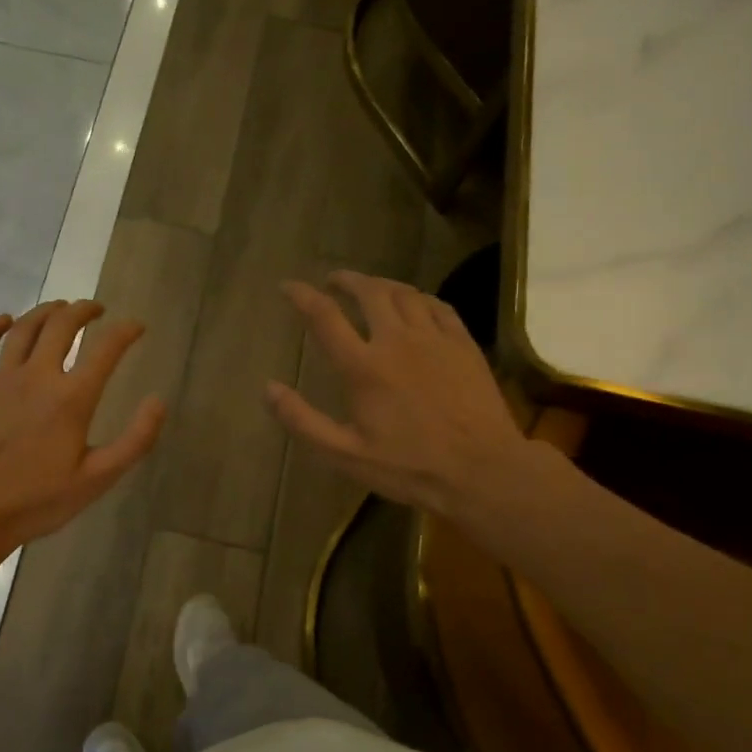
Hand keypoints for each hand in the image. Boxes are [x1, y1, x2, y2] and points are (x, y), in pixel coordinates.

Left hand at [0, 301, 165, 551]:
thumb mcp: (97, 479)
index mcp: (71, 398)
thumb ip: (135, 440)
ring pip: (24, 327)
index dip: (126, 331)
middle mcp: (36, 375)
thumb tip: (158, 401)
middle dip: (84, 309)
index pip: (106, 349)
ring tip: (60, 307)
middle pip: (62, 325)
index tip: (137, 327)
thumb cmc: (37, 500)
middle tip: (96, 310)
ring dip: (46, 310)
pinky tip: (6, 321)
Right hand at [265, 271, 535, 518]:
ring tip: (370, 288)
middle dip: (346, 280)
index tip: (288, 286)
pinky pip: (438, 306)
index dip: (302, 296)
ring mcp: (435, 339)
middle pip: (369, 292)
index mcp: (363, 366)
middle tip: (333, 281)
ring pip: (404, 293)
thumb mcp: (345, 455)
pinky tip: (415, 304)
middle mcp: (397, 340)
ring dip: (381, 285)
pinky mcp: (464, 344)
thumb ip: (303, 421)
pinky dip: (419, 298)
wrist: (483, 471)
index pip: (325, 316)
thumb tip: (269, 388)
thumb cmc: (410, 467)